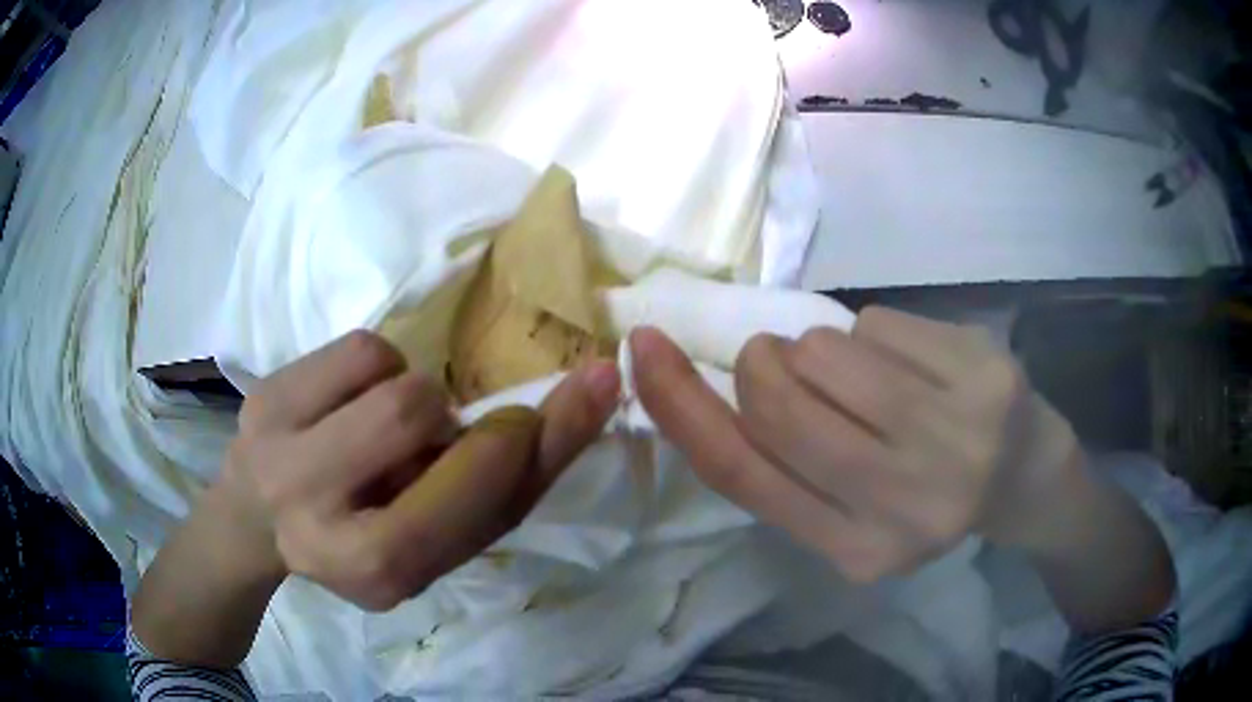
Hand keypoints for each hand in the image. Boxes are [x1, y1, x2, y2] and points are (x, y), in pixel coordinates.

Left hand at [218, 330, 619, 610]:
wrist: (259, 520)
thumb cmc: (362, 540)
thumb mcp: (438, 547)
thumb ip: (502, 493)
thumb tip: (582, 397)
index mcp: (371, 571)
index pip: (468, 505)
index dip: (528, 444)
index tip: (589, 386)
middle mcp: (310, 513)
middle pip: (415, 412)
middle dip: (447, 416)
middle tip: (433, 438)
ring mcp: (274, 444)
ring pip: (387, 372)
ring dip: (409, 392)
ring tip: (377, 428)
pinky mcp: (263, 395)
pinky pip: (358, 347)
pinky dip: (376, 367)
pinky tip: (347, 404)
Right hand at [630, 307, 1080, 581]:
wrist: (1024, 477)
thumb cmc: (926, 492)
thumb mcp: (849, 509)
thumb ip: (784, 467)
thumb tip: (707, 385)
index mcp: (856, 551)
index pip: (743, 473)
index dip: (680, 406)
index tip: (643, 349)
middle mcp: (906, 508)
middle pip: (779, 401)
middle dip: (764, 361)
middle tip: (786, 360)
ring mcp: (957, 440)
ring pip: (826, 350)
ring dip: (824, 348)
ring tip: (865, 372)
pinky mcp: (986, 378)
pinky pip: (881, 323)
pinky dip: (878, 333)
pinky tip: (917, 363)